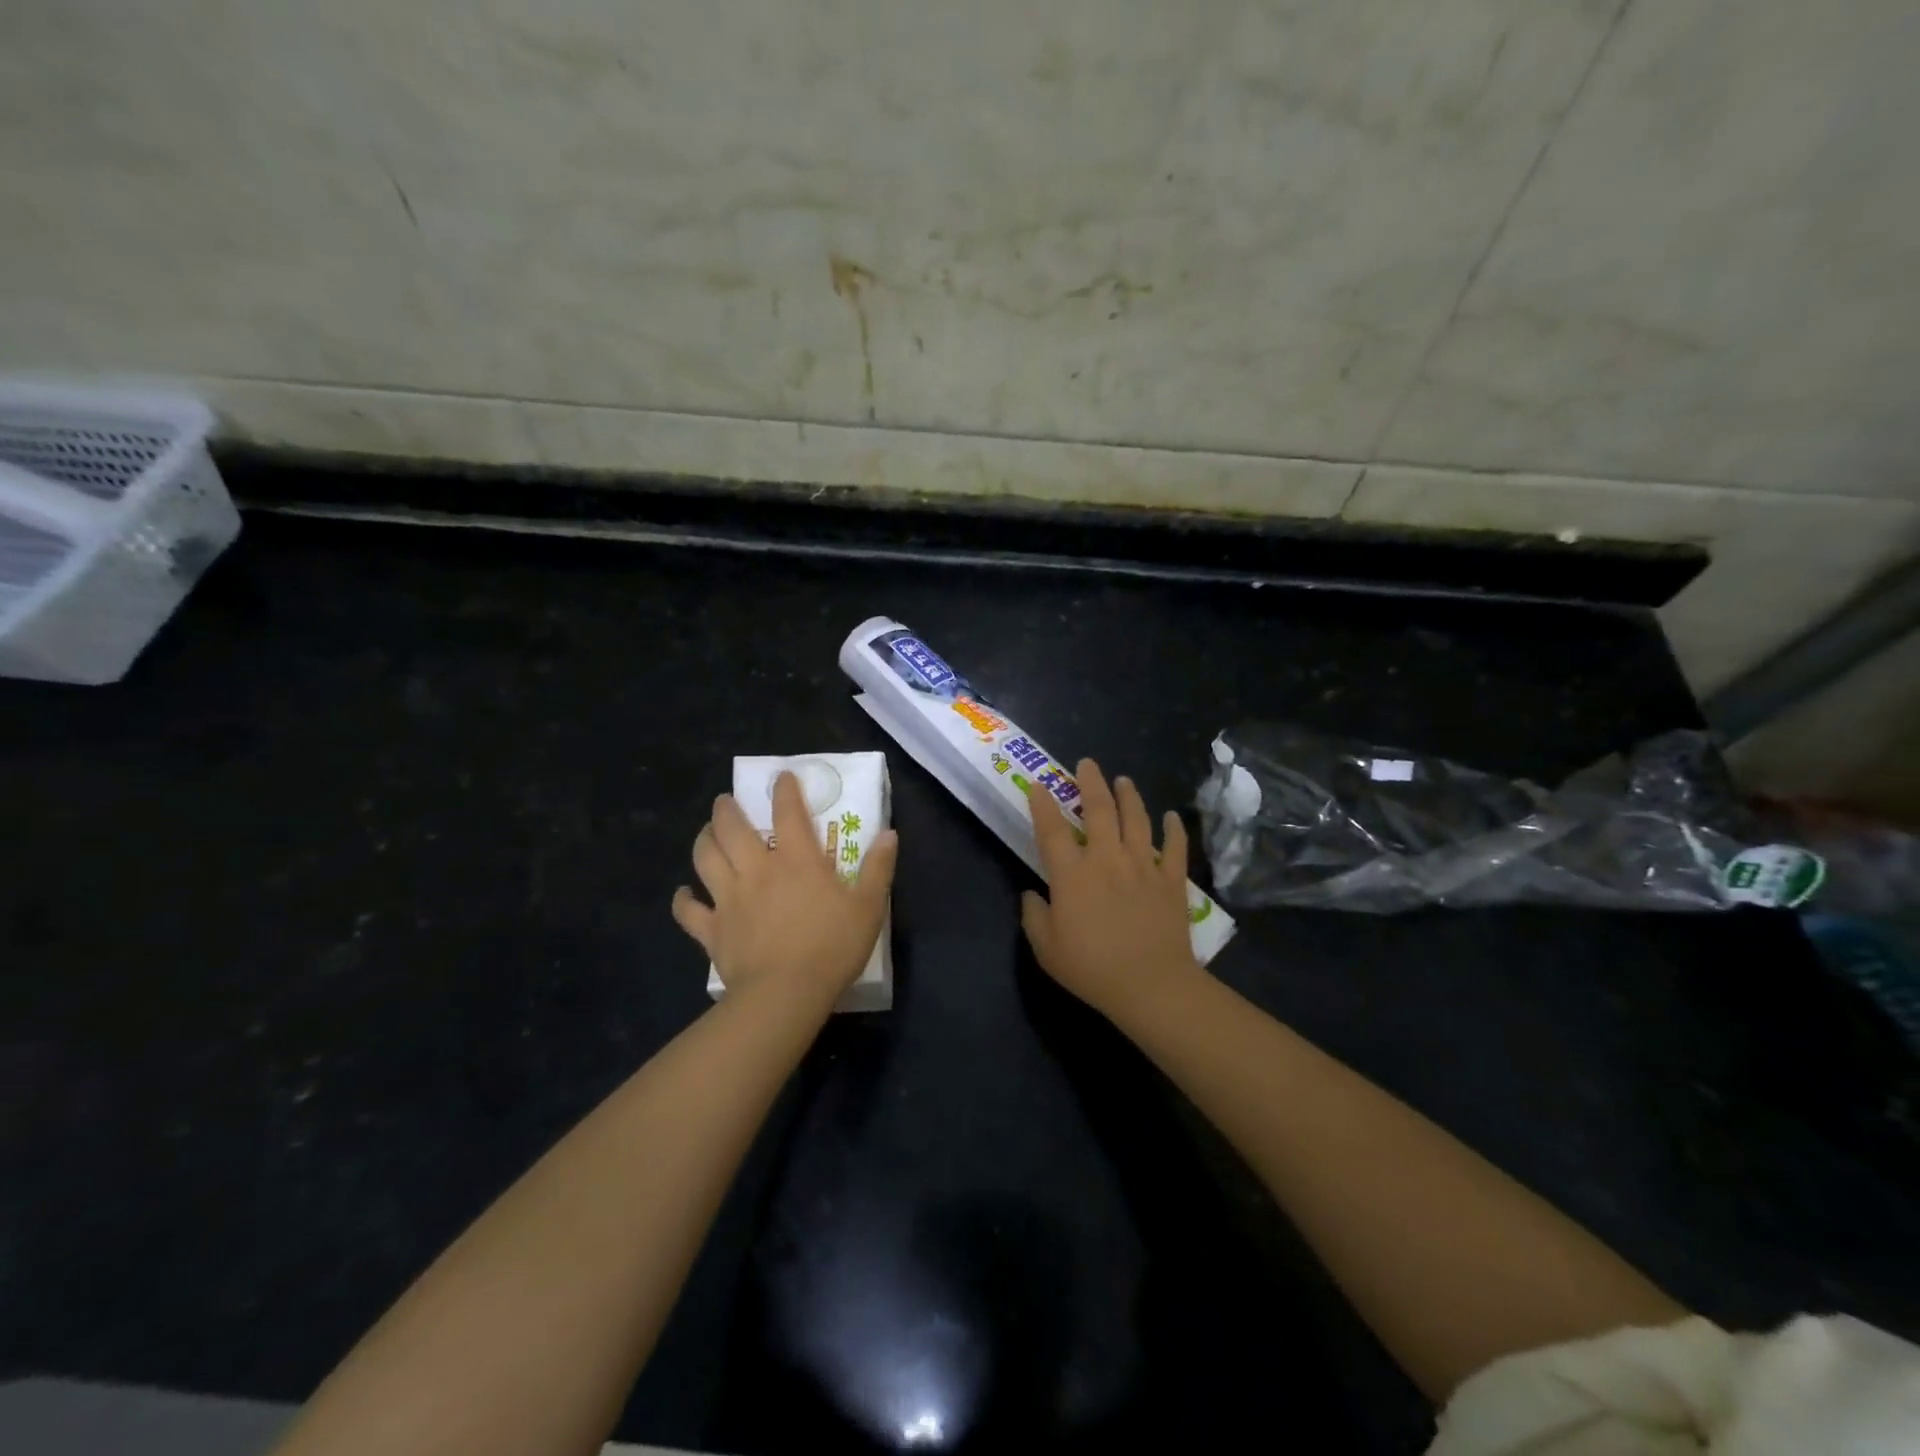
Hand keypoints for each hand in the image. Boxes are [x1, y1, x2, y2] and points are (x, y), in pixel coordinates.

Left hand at [673, 772, 897, 1005]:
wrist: (785, 994)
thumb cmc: (832, 947)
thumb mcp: (868, 907)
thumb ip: (878, 868)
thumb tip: (889, 834)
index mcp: (797, 860)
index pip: (788, 811)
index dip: (784, 789)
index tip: (781, 777)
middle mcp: (757, 869)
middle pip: (732, 828)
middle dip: (726, 809)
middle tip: (725, 802)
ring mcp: (729, 898)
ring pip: (705, 859)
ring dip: (703, 841)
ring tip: (706, 833)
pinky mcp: (713, 930)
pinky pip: (688, 911)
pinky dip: (682, 900)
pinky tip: (682, 895)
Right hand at [1021, 760, 1202, 1018]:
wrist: (1150, 985)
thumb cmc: (1092, 969)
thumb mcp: (1046, 949)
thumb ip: (1034, 916)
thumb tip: (1032, 894)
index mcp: (1072, 874)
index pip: (1052, 829)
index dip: (1042, 804)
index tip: (1038, 785)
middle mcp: (1106, 859)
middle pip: (1098, 809)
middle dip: (1090, 782)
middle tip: (1087, 764)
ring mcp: (1142, 865)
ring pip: (1136, 818)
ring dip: (1129, 795)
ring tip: (1123, 780)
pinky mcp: (1171, 880)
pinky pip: (1174, 847)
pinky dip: (1173, 829)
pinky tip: (1171, 816)